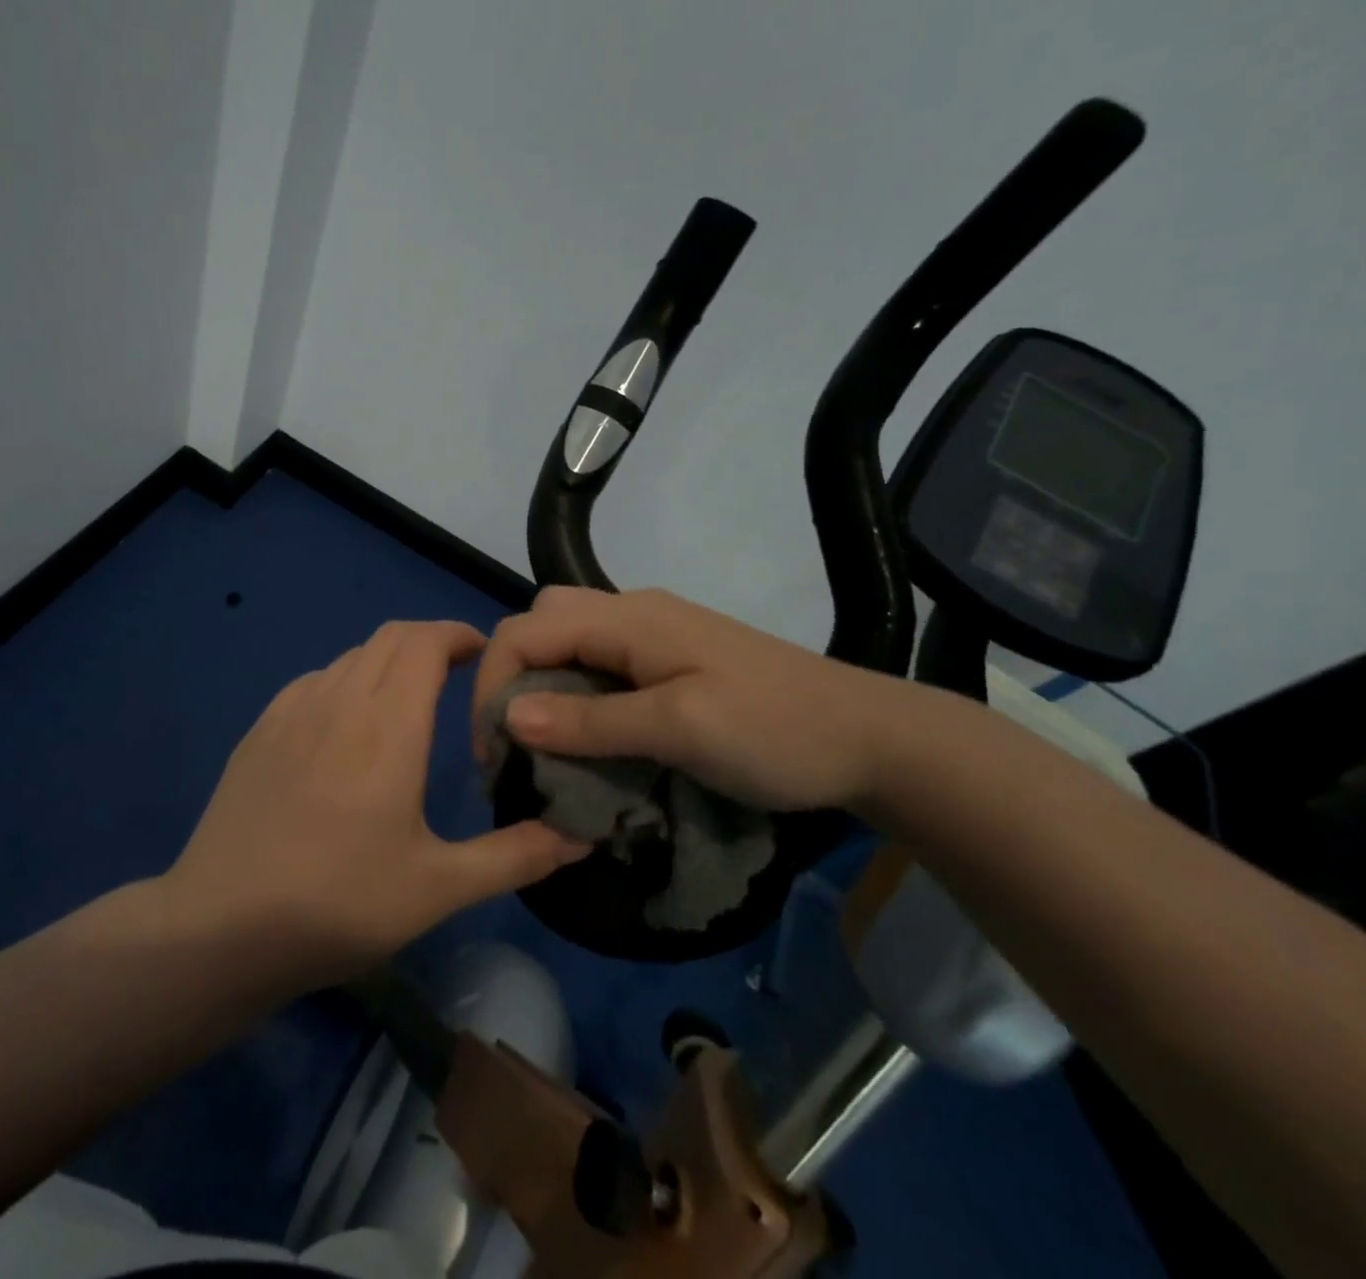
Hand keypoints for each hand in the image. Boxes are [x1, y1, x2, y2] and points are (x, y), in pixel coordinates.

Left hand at [166, 620, 588, 984]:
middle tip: (457, 676)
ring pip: (352, 656)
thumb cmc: (339, 904)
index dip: (459, 634)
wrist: (221, 926)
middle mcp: (339, 699)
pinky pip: (315, 680)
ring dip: (388, 662)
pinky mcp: (260, 729)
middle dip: (430, 642)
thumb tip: (581, 837)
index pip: (426, 641)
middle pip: (390, 636)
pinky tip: (347, 727)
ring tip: (407, 702)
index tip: (484, 656)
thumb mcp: (439, 888)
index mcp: (388, 724)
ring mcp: (292, 710)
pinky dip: (347, 681)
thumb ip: (515, 856)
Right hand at [472, 586, 909, 813]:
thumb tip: (509, 718)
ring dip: (543, 685)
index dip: (492, 686)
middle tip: (515, 742)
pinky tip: (590, 732)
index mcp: (627, 618)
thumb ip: (592, 720)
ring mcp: (654, 632)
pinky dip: (575, 692)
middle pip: (540, 623)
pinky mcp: (671, 658)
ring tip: (545, 742)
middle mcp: (631, 611)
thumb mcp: (680, 729)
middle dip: (511, 677)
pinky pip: (599, 661)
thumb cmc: (776, 732)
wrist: (873, 738)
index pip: (524, 631)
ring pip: (567, 639)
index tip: (493, 755)